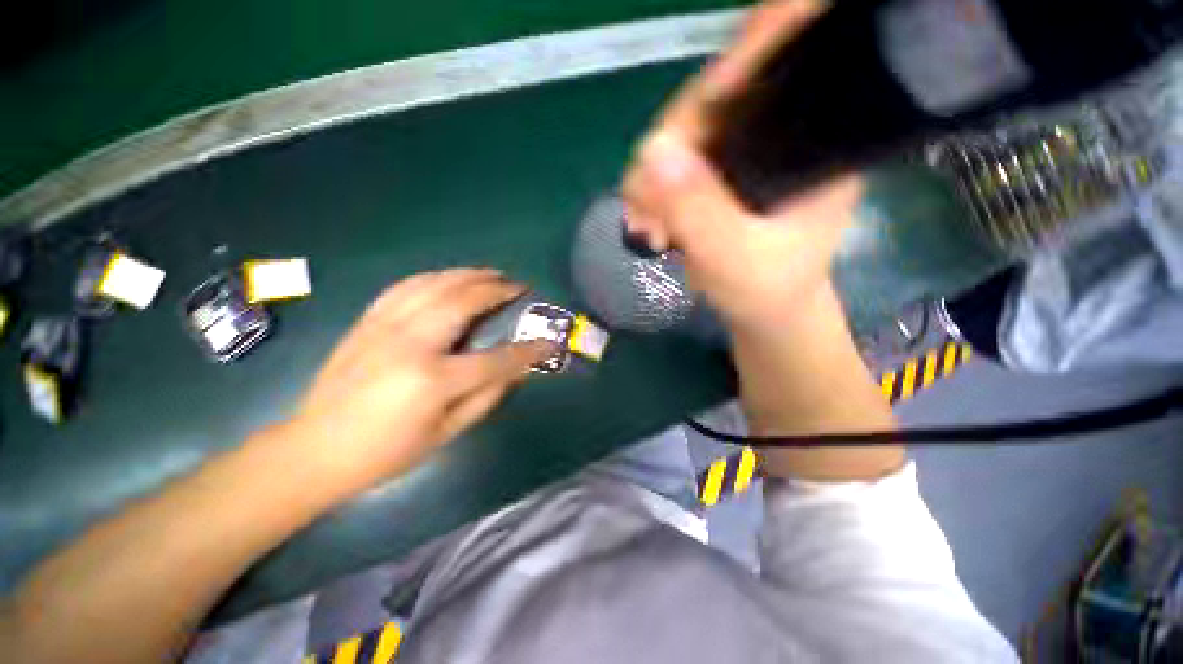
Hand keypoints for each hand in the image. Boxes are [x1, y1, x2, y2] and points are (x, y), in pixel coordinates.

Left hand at [285, 268, 551, 491]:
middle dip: (497, 290)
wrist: (314, 449)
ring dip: (468, 274)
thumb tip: (519, 371)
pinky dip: (434, 277)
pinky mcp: (367, 322)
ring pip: (434, 284)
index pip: (497, 359)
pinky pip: (405, 287)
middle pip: (463, 302)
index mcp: (433, 380)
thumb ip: (488, 396)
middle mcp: (410, 344)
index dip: (528, 350)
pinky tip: (449, 278)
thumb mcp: (447, 433)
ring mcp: (384, 327)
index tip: (549, 341)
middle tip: (518, 286)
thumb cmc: (386, 452)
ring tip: (492, 274)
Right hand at [621, 0, 859, 333]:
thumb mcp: (733, 258)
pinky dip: (654, 190)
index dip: (718, 83)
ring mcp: (746, 148)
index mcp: (813, 141)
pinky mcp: (721, 169)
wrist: (766, 310)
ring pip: (684, 133)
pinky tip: (650, 222)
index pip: (768, 72)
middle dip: (666, 156)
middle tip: (644, 213)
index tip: (672, 138)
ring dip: (653, 179)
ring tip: (645, 228)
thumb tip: (651, 151)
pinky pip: (676, 160)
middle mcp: (782, 130)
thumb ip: (697, 209)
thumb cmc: (765, 291)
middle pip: (711, 103)